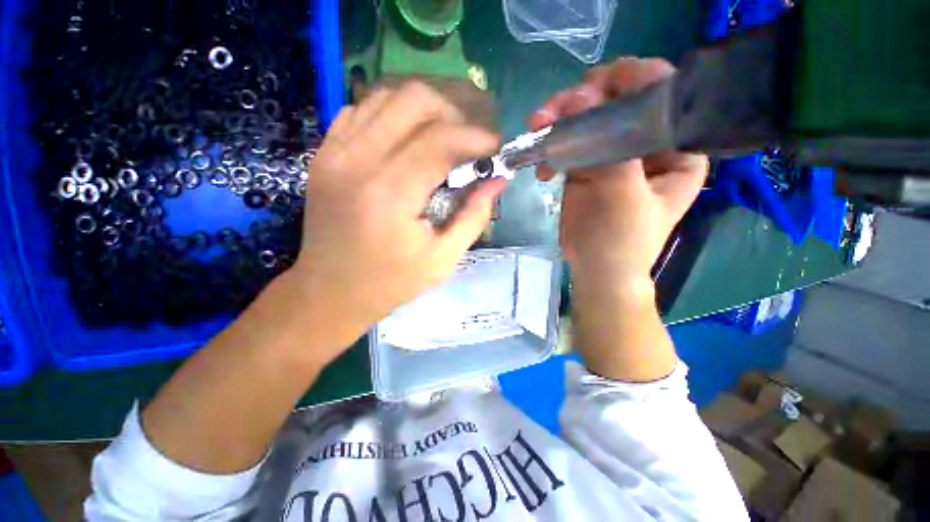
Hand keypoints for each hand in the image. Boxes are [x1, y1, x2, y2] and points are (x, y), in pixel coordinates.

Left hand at [291, 81, 504, 353]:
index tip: (496, 146)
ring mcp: (334, 152)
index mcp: (390, 194)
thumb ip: (474, 216)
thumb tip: (498, 180)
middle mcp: (358, 161)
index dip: (476, 136)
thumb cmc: (390, 282)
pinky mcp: (324, 154)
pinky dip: (392, 113)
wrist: (329, 291)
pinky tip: (407, 137)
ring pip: (387, 96)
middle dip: (453, 112)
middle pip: (413, 100)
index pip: (441, 140)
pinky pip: (361, 110)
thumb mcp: (442, 259)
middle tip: (468, 140)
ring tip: (444, 133)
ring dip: (425, 108)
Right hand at [529, 57, 707, 289]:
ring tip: (537, 126)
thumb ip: (606, 147)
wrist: (597, 269)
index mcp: (676, 147)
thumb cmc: (623, 239)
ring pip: (588, 121)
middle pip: (617, 102)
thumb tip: (579, 98)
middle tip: (554, 108)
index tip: (594, 83)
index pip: (662, 93)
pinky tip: (542, 167)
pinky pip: (569, 144)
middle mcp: (647, 144)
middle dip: (583, 100)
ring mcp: (614, 154)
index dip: (630, 79)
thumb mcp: (625, 194)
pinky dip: (552, 148)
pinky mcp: (587, 167)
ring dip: (560, 121)